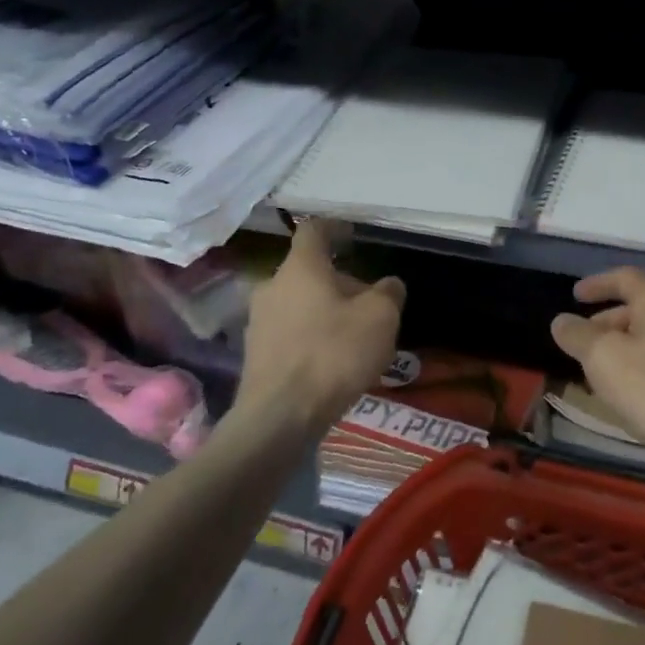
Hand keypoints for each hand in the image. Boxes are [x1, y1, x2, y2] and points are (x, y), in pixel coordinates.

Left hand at [237, 219, 405, 435]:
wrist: (279, 417)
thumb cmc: (333, 354)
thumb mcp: (380, 319)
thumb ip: (388, 294)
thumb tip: (389, 284)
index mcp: (300, 268)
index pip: (313, 230)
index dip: (335, 228)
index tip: (352, 235)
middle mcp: (272, 286)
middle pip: (309, 272)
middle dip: (340, 282)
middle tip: (369, 304)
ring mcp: (258, 321)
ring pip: (299, 303)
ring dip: (326, 311)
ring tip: (354, 337)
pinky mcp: (255, 354)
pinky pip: (290, 332)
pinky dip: (312, 336)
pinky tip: (332, 362)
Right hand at [550, 268, 644, 474]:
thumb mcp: (604, 360)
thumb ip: (578, 336)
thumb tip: (562, 320)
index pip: (625, 277)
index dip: (596, 284)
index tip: (575, 295)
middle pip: (643, 306)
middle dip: (610, 321)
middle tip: (585, 342)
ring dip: (629, 346)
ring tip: (606, 373)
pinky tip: (640, 393)